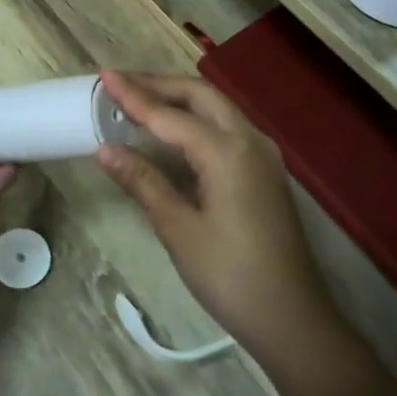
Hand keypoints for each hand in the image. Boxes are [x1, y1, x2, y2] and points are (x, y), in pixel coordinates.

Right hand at [95, 70, 337, 356]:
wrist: (293, 319)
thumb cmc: (230, 276)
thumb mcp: (178, 229)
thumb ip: (142, 181)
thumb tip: (104, 149)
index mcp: (227, 151)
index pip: (169, 114)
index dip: (134, 95)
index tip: (103, 76)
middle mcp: (249, 140)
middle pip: (199, 95)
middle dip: (158, 85)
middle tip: (120, 84)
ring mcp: (263, 154)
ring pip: (216, 107)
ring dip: (178, 98)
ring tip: (140, 99)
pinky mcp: (265, 170)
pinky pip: (226, 126)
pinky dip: (195, 118)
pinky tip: (174, 131)